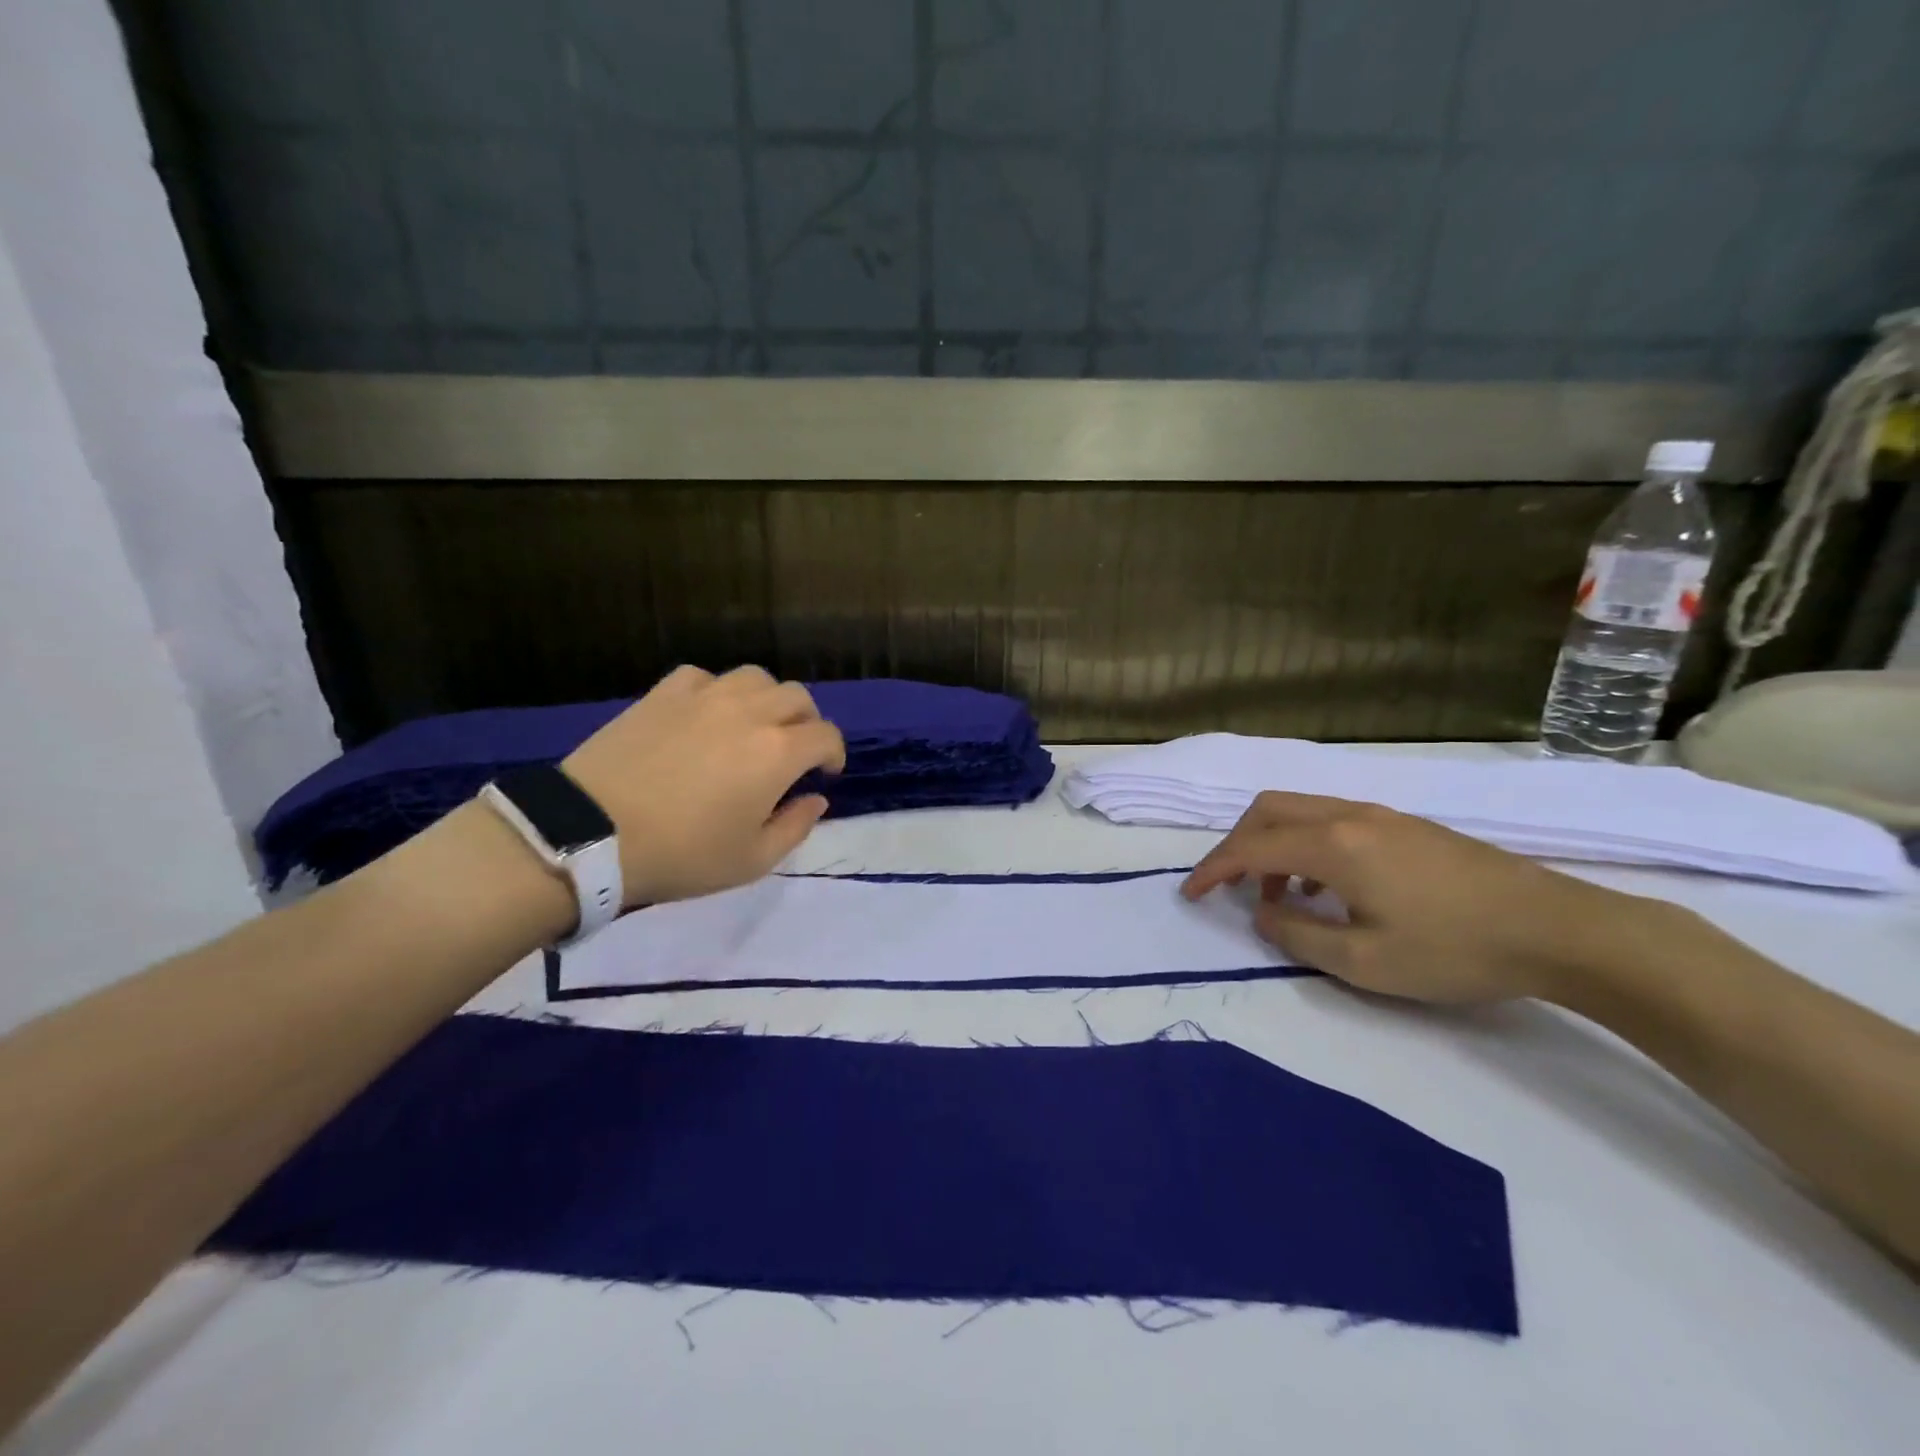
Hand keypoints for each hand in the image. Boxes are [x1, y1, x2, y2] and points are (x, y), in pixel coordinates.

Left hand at [561, 665, 844, 905]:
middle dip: (807, 722)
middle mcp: (750, 712)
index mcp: (778, 753)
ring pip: (756, 677)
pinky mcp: (664, 693)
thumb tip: (816, 799)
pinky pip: (705, 676)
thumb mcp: (751, 860)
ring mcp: (705, 696)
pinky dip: (717, 692)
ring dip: (767, 699)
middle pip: (798, 697)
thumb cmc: (681, 854)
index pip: (826, 735)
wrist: (591, 834)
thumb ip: (796, 827)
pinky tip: (705, 714)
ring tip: (754, 725)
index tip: (825, 773)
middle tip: (794, 750)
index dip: (834, 754)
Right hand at [1181, 791, 1646, 1003]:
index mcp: (1333, 845)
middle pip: (1268, 810)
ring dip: (1274, 846)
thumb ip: (1298, 936)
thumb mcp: (1364, 962)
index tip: (1191, 894)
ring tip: (1283, 898)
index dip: (1213, 869)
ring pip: (1300, 811)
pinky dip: (1306, 845)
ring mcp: (1381, 815)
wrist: (1560, 930)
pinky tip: (1329, 888)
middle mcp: (1349, 816)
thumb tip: (1264, 915)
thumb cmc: (1455, 950)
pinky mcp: (1406, 826)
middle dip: (1237, 846)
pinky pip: (1332, 820)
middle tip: (1233, 889)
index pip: (1251, 847)